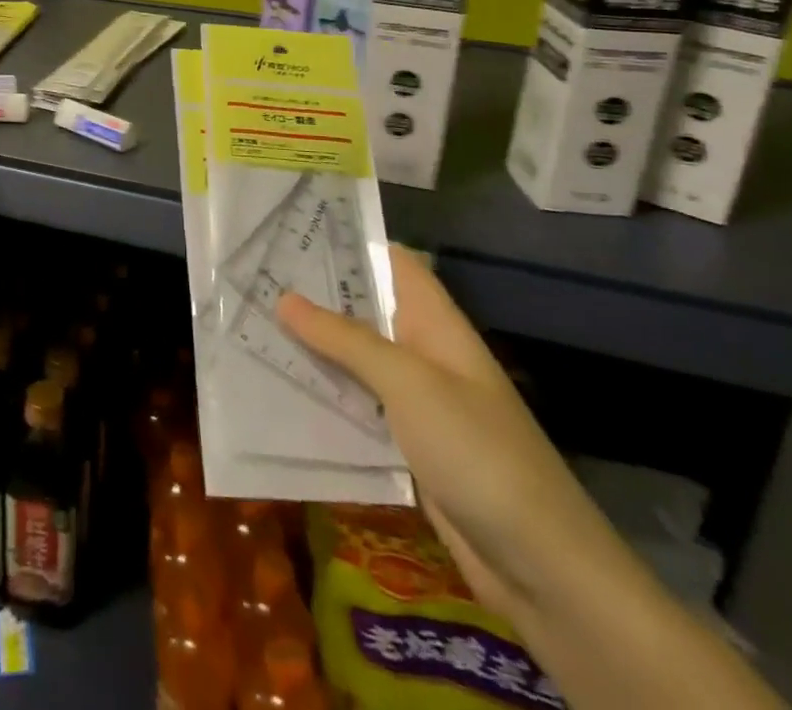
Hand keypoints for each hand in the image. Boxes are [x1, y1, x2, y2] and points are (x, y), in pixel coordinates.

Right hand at [278, 247, 633, 628]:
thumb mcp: (408, 383)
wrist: (540, 565)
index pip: (393, 262)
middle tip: (254, 273)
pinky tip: (279, 388)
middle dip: (316, 293)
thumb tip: (284, 297)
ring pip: (356, 359)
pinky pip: (357, 407)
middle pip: (366, 309)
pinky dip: (324, 395)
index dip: (350, 240)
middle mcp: (425, 353)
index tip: (293, 225)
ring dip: (313, 346)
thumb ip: (345, 339)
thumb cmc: (477, 450)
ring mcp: (416, 401)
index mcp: (436, 324)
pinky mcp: (406, 444)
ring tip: (251, 321)